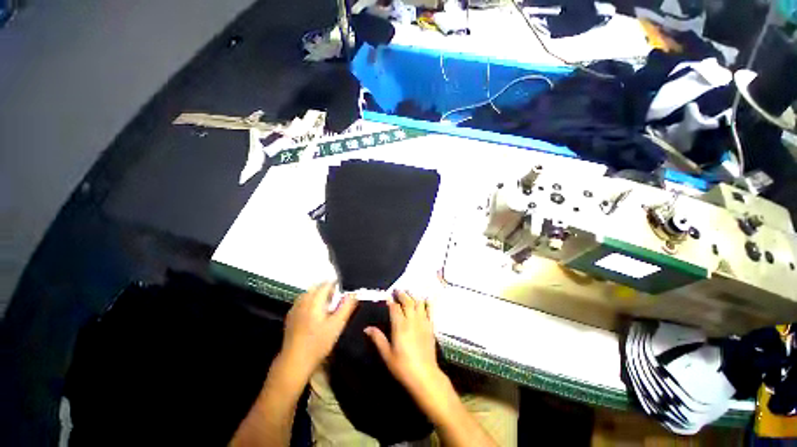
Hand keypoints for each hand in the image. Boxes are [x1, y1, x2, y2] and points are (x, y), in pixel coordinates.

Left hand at [280, 282, 357, 380]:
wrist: (294, 362)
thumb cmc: (318, 343)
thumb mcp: (337, 325)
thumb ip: (347, 307)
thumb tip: (354, 293)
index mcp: (314, 301)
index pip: (326, 284)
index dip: (336, 284)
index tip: (344, 290)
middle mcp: (303, 301)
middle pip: (316, 287)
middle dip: (327, 289)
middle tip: (337, 298)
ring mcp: (295, 309)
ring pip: (308, 293)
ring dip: (318, 294)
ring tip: (327, 304)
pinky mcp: (290, 317)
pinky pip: (302, 301)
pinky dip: (310, 301)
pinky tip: (314, 313)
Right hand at [364, 290, 445, 397]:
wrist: (425, 375)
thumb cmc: (403, 366)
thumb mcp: (387, 354)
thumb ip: (378, 339)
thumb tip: (367, 328)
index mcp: (400, 325)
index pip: (394, 308)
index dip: (391, 301)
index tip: (388, 296)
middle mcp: (412, 320)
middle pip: (407, 302)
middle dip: (402, 294)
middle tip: (398, 290)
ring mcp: (423, 322)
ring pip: (419, 303)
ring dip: (413, 296)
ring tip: (409, 293)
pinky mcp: (431, 327)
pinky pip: (430, 311)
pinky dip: (427, 303)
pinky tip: (425, 299)